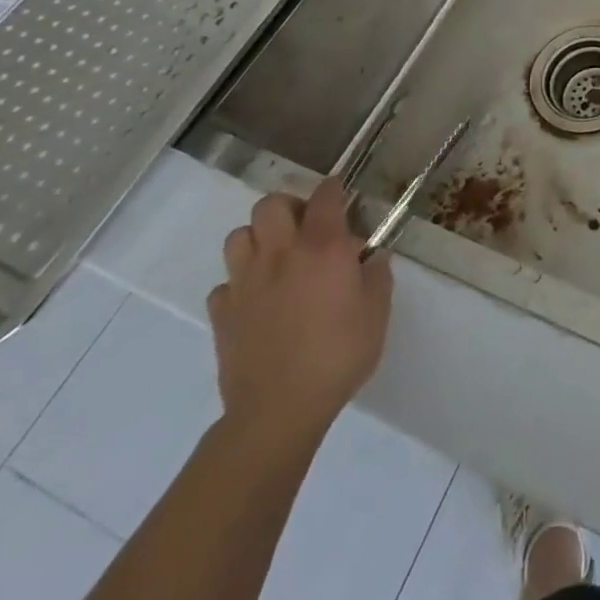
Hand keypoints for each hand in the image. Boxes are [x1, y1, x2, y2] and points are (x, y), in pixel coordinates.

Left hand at [207, 177, 392, 451]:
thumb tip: (371, 257)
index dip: (333, 189)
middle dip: (288, 207)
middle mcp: (281, 254)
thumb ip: (377, 275)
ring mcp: (245, 282)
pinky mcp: (222, 313)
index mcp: (323, 247)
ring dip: (258, 239)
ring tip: (276, 259)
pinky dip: (239, 285)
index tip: (340, 194)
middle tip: (305, 228)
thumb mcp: (377, 311)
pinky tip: (256, 301)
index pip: (325, 196)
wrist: (278, 410)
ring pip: (239, 236)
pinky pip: (224, 284)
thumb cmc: (338, 354)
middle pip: (270, 204)